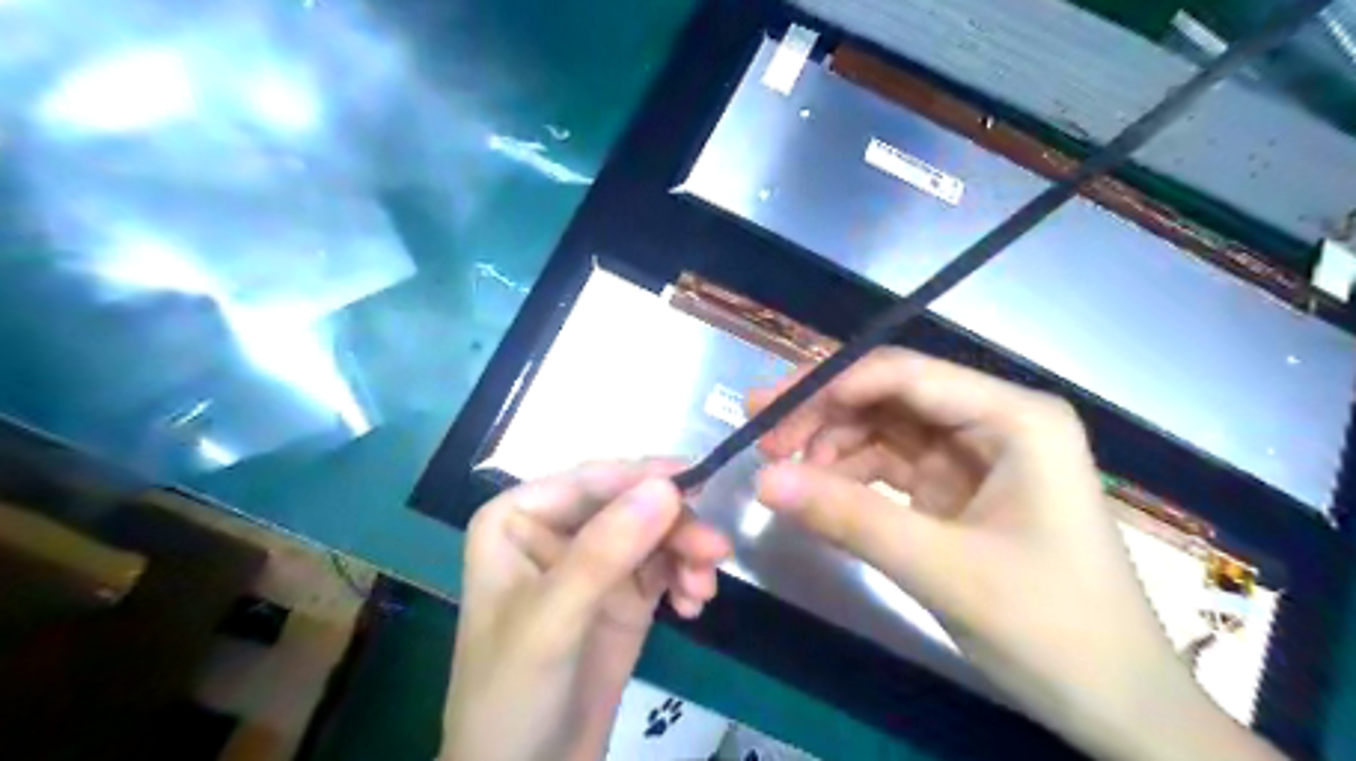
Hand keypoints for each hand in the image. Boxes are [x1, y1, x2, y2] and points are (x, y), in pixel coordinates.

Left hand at [445, 458, 730, 759]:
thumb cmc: (513, 694)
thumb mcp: (553, 621)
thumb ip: (605, 551)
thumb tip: (667, 486)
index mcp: (519, 518)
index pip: (591, 481)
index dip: (644, 478)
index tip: (698, 484)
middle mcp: (556, 530)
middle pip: (630, 504)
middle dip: (674, 526)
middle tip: (716, 552)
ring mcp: (593, 562)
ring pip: (654, 532)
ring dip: (685, 553)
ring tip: (703, 591)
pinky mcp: (622, 594)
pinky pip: (664, 566)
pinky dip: (684, 577)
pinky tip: (692, 606)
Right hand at [751, 347, 1285, 760]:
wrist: (1119, 708)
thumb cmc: (1054, 631)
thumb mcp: (944, 570)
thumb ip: (849, 518)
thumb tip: (761, 480)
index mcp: (1015, 418)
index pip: (905, 374)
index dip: (830, 386)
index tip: (767, 415)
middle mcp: (995, 421)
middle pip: (890, 396)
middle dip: (823, 413)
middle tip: (761, 436)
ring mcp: (975, 456)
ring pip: (884, 430)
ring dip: (831, 446)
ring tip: (782, 473)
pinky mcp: (958, 490)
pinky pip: (891, 467)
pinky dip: (850, 477)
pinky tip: (818, 493)